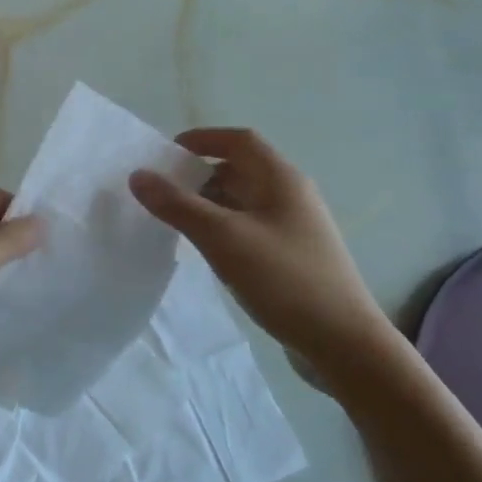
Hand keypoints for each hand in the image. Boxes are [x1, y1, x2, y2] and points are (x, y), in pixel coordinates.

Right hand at [129, 129, 393, 366]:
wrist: (343, 342)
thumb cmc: (283, 279)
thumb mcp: (222, 238)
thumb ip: (177, 205)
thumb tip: (138, 176)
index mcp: (281, 179)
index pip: (239, 140)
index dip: (202, 139)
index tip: (165, 154)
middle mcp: (291, 195)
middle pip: (239, 169)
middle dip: (199, 175)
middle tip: (161, 192)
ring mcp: (294, 227)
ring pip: (243, 201)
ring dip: (208, 204)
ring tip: (174, 221)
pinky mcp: (292, 255)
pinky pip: (249, 228)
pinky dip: (222, 228)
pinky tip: (206, 251)